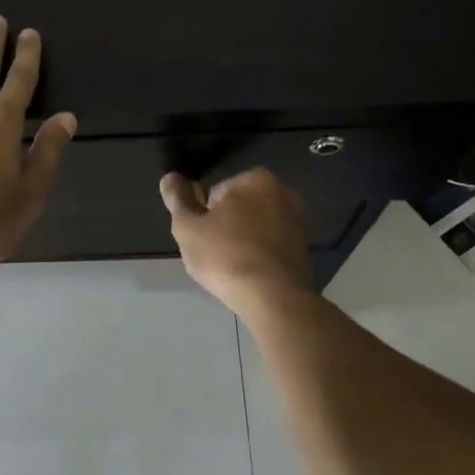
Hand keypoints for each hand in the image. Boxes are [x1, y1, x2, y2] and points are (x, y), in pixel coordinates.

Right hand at [159, 168, 313, 314]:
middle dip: (226, 226)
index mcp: (255, 178)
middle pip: (239, 208)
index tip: (202, 238)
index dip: (204, 216)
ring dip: (243, 241)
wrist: (272, 297)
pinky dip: (260, 256)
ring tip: (230, 268)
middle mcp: (283, 192)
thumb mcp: (188, 227)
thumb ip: (177, 199)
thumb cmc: (225, 255)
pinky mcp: (304, 248)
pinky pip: (271, 246)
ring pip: (256, 228)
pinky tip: (250, 275)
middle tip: (214, 254)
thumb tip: (169, 178)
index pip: (216, 192)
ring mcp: (298, 221)